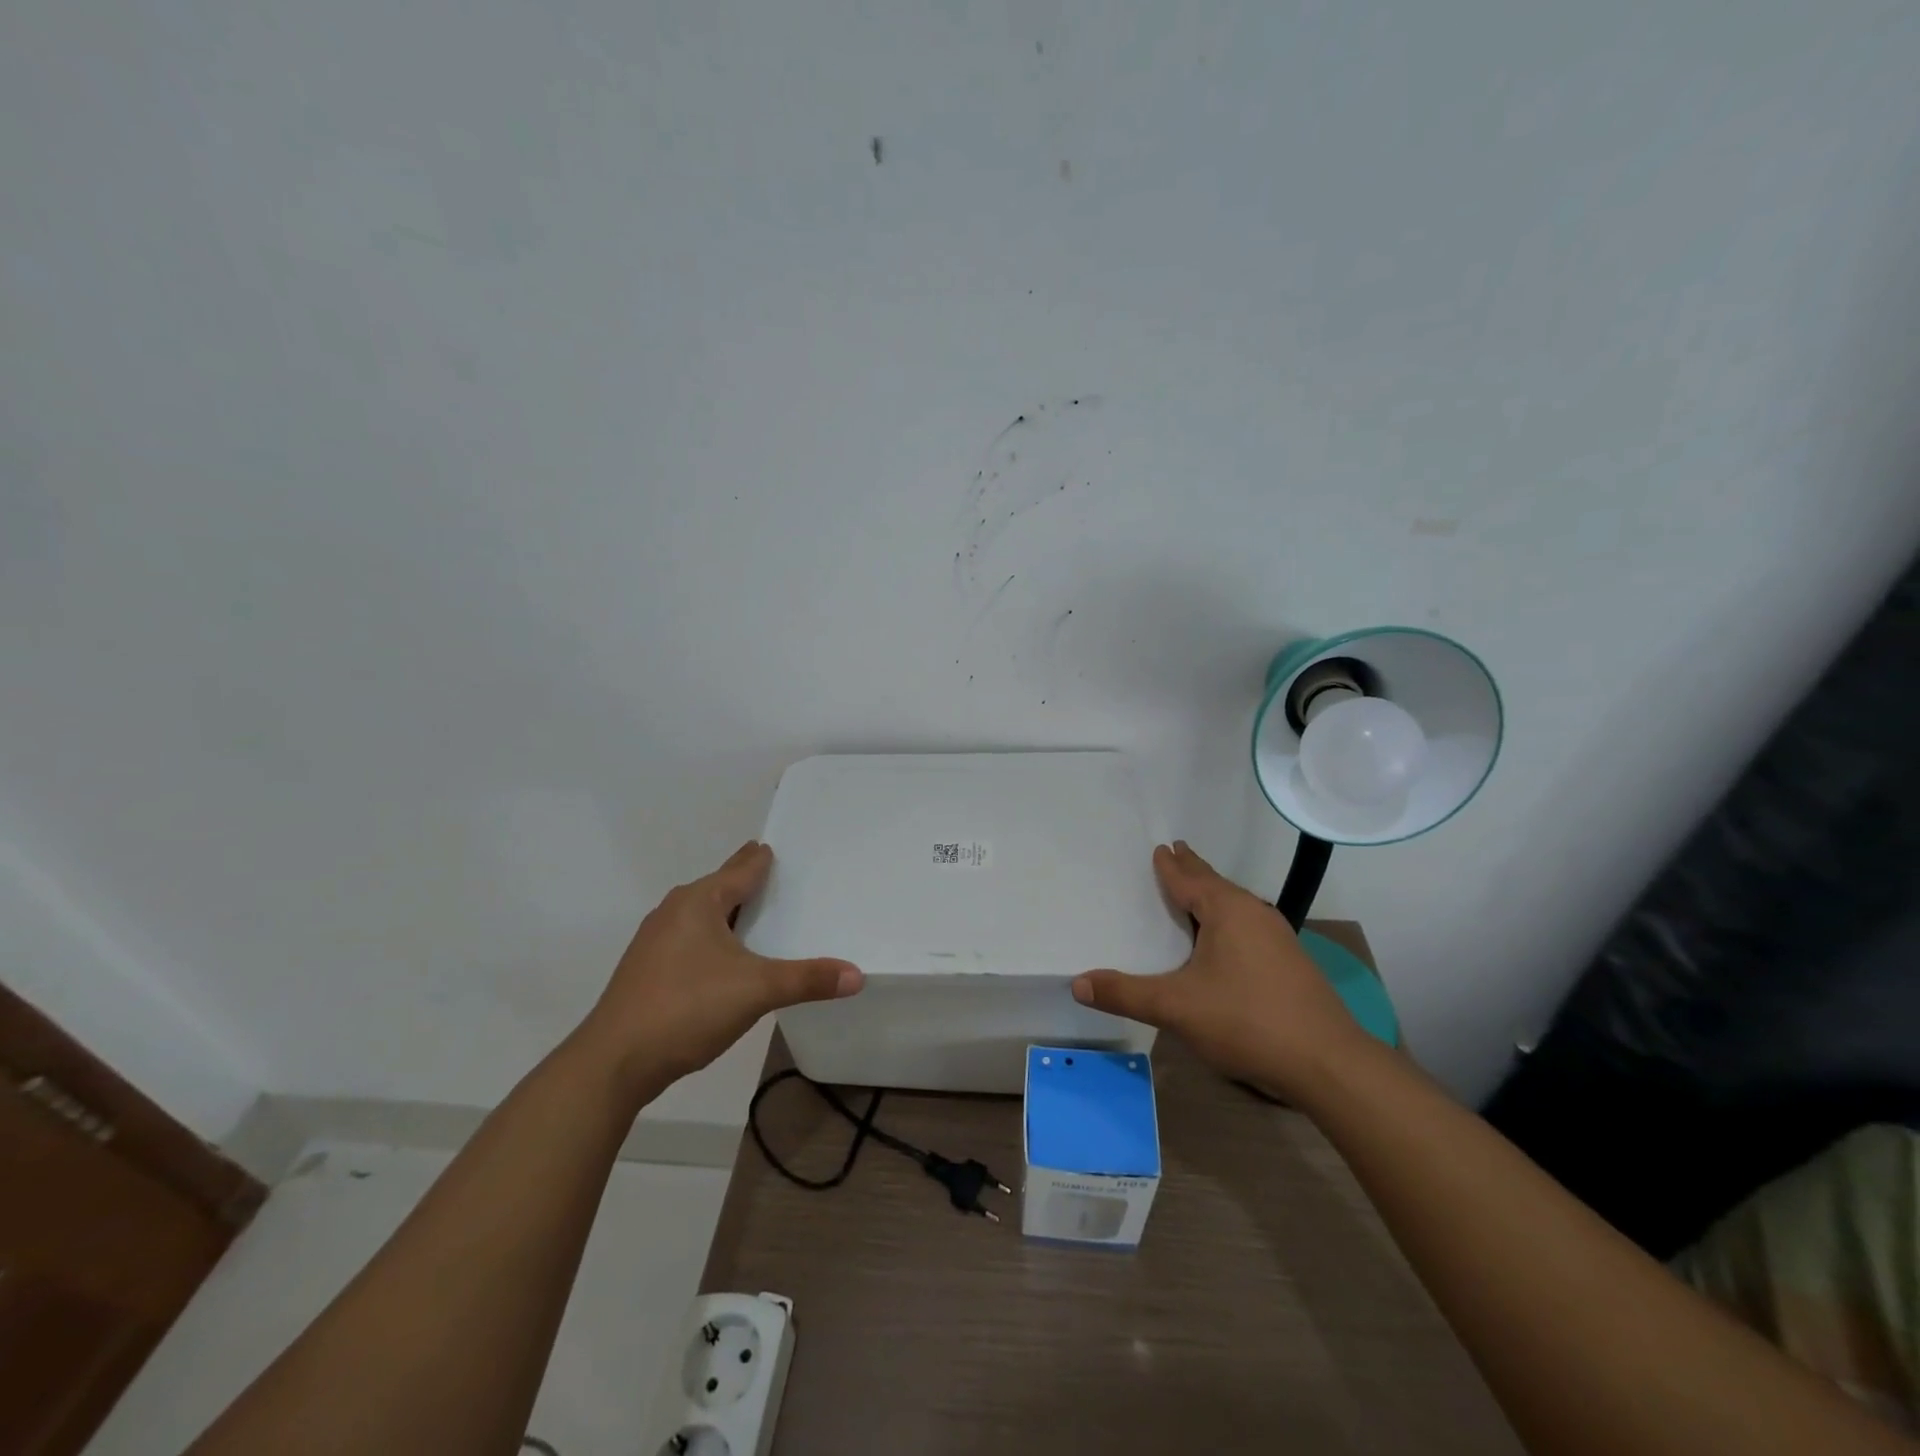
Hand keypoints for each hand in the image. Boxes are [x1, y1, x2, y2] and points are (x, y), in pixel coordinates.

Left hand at [575, 842, 863, 1093]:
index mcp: (699, 902)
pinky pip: (690, 939)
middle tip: (773, 873)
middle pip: (718, 887)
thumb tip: (858, 975)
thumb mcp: (756, 990)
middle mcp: (674, 912)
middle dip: (744, 881)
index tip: (775, 846)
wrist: (613, 1062)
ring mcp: (655, 941)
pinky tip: (725, 958)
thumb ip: (807, 979)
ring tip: (755, 913)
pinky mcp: (647, 970)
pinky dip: (713, 937)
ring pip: (701, 915)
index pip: (740, 869)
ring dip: (728, 911)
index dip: (760, 858)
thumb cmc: (686, 1008)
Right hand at [1071, 841, 1364, 1102]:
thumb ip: (1126, 994)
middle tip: (1176, 851)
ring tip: (1196, 892)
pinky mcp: (1292, 963)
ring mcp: (1279, 938)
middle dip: (1194, 870)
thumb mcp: (1176, 1008)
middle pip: (1216, 884)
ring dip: (1213, 895)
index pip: (1190, 879)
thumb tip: (1077, 983)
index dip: (1171, 865)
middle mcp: (1254, 914)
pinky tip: (1228, 939)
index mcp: (1227, 911)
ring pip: (1237, 906)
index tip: (1161, 847)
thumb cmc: (1247, 1021)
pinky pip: (1250, 926)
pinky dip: (1229, 920)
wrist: (1328, 1063)